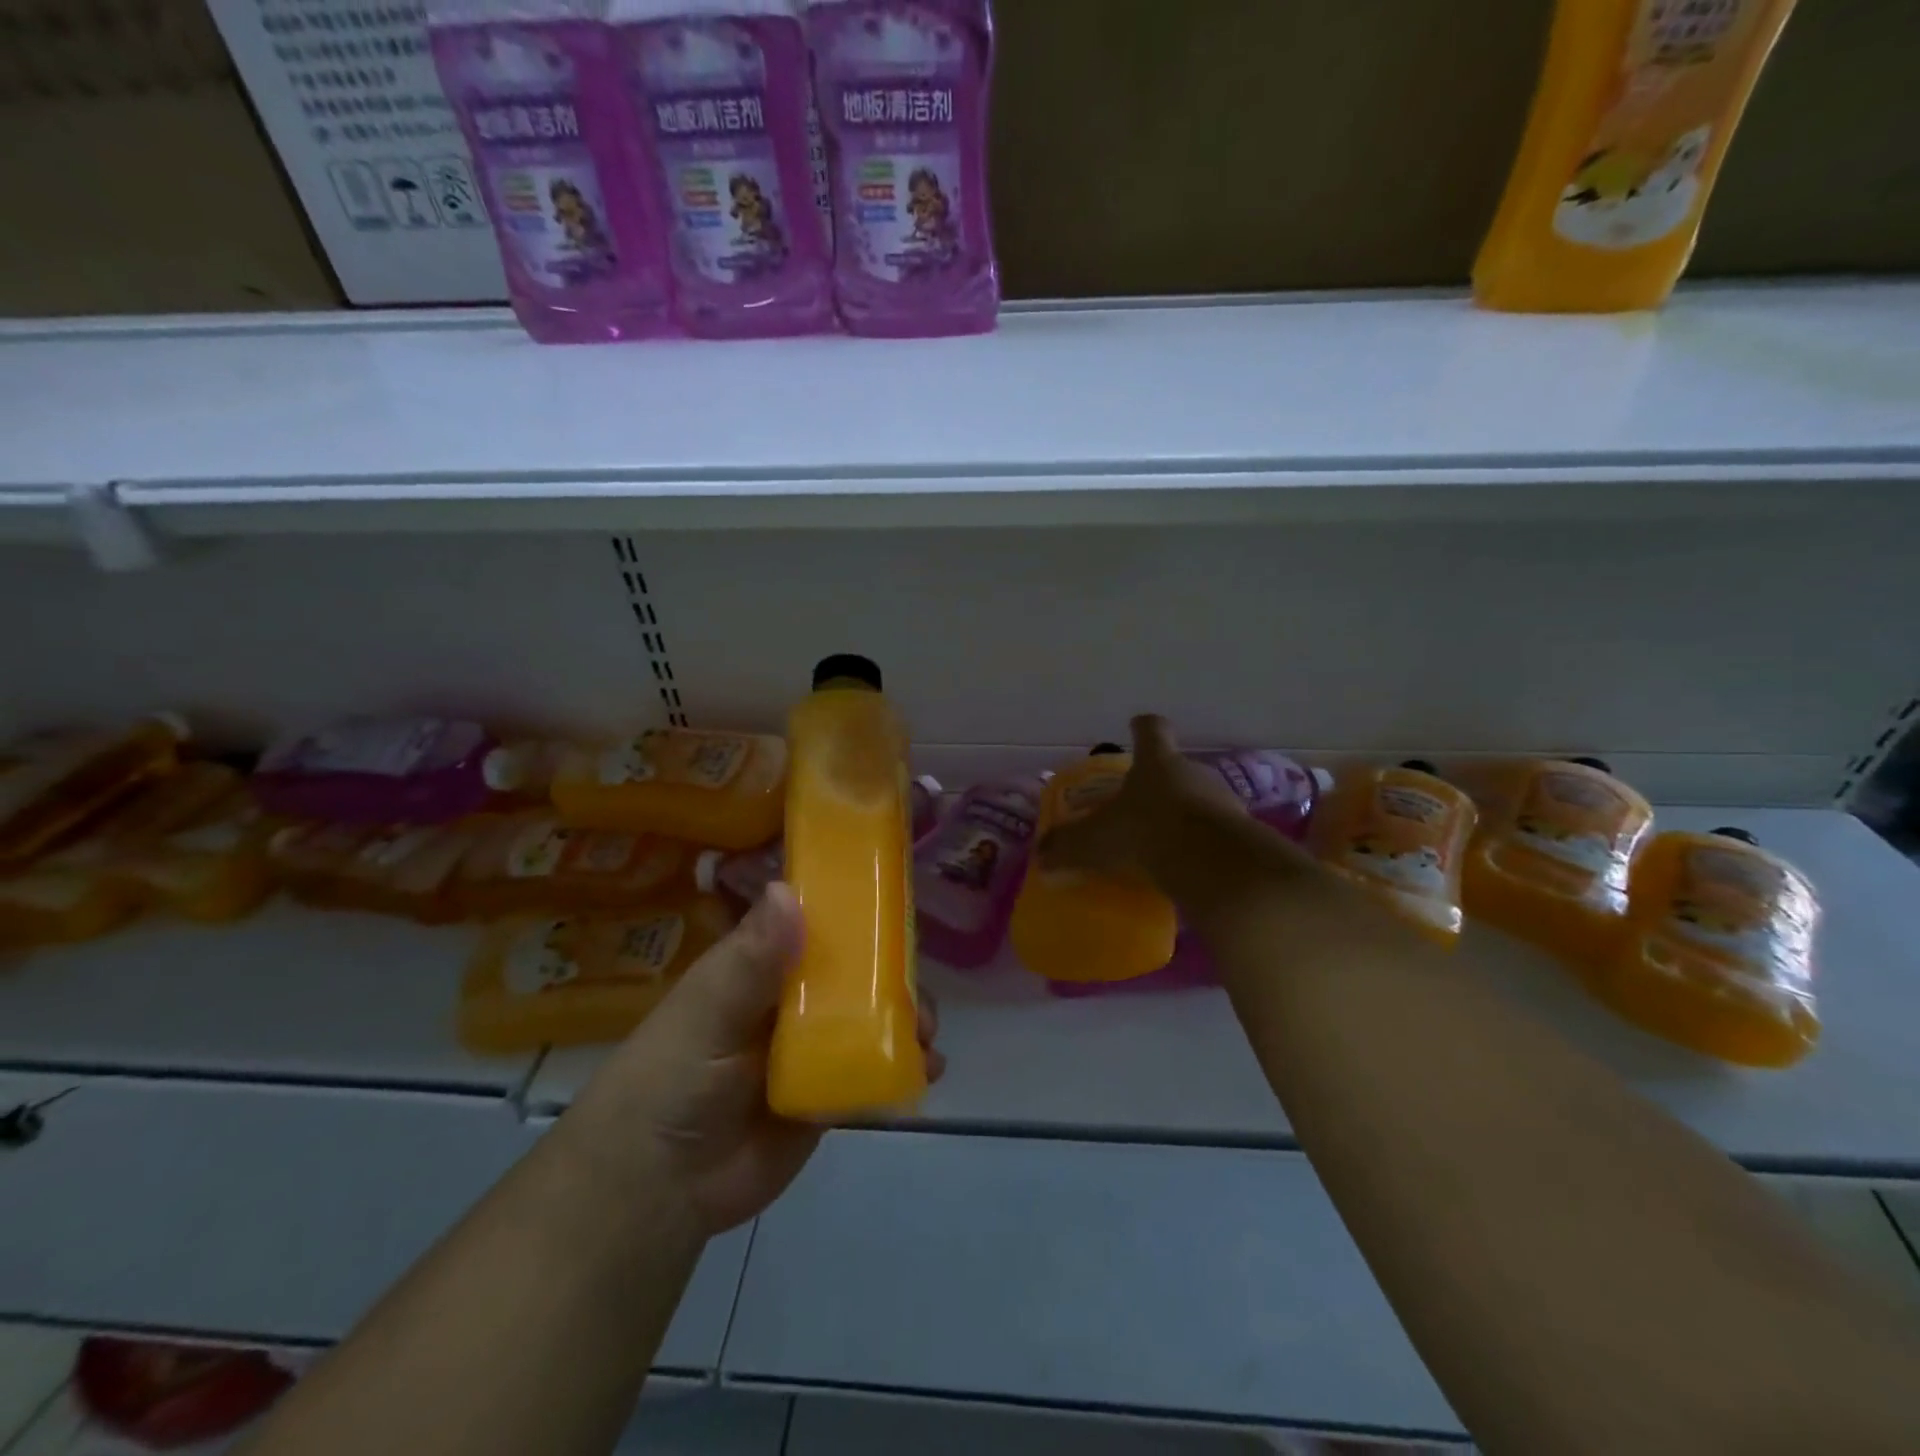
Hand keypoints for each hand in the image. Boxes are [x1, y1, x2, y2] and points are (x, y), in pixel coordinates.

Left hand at [565, 883, 943, 1237]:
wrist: (655, 1189)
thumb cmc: (670, 1080)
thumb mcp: (707, 1011)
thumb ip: (751, 959)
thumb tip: (788, 888)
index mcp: (758, 968)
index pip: (811, 926)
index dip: (852, 914)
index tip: (895, 909)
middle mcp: (787, 1002)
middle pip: (852, 974)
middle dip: (891, 976)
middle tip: (917, 991)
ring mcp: (809, 1049)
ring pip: (868, 1020)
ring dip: (904, 1020)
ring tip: (929, 1034)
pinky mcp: (825, 1095)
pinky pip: (870, 1072)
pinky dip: (903, 1066)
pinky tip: (929, 1068)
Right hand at [1039, 715, 1244, 889]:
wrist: (1212, 863)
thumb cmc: (1145, 832)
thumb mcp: (1094, 841)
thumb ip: (1067, 846)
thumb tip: (1041, 855)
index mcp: (1156, 761)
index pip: (1151, 730)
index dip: (1142, 729)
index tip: (1136, 728)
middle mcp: (1193, 771)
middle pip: (1175, 768)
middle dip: (1159, 784)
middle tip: (1139, 807)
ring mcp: (1222, 800)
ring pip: (1199, 800)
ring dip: (1183, 816)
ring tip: (1163, 843)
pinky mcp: (1241, 831)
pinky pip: (1215, 833)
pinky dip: (1201, 844)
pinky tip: (1186, 867)